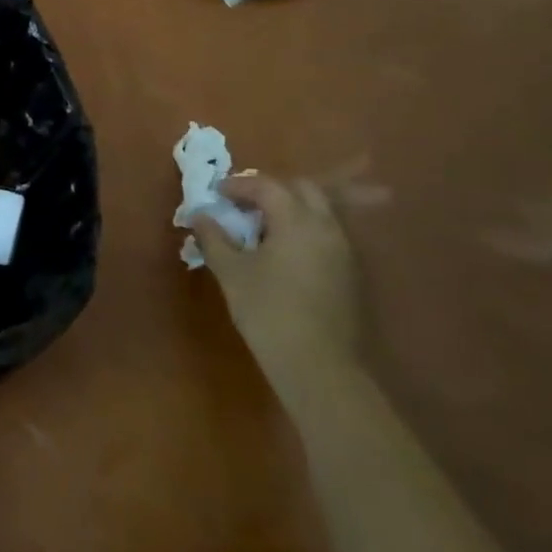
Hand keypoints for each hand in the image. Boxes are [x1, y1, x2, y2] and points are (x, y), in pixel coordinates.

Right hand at [197, 174, 361, 414]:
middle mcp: (326, 227)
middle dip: (270, 191)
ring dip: (289, 211)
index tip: (216, 193)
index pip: (267, 186)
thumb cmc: (268, 312)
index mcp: (297, 220)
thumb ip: (214, 238)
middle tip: (242, 205)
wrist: (319, 366)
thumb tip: (201, 216)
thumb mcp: (231, 272)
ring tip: (260, 230)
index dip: (239, 185)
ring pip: (318, 212)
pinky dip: (302, 231)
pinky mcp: (350, 273)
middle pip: (301, 190)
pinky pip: (325, 235)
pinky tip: (282, 255)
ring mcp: (344, 250)